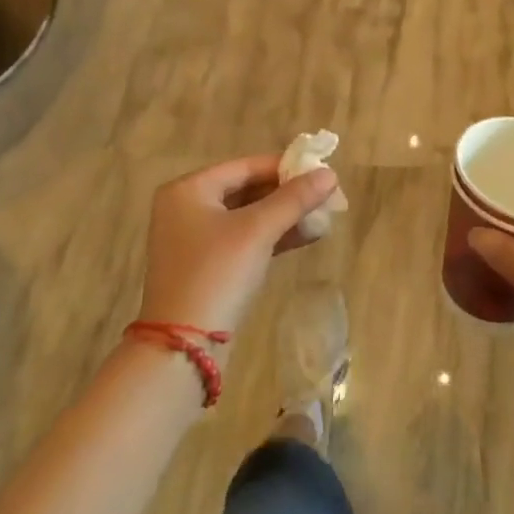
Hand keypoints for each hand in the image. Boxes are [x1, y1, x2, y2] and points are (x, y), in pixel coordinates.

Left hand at [137, 155, 338, 334]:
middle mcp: (187, 208)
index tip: (323, 172)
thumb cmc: (216, 273)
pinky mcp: (207, 267)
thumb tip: (330, 174)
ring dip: (286, 216)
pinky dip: (273, 236)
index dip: (286, 167)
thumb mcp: (258, 230)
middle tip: (329, 197)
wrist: (183, 347)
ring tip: (326, 216)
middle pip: (248, 190)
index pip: (246, 166)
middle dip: (289, 194)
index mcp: (189, 189)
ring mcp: (195, 240)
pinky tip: (308, 236)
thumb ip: (294, 199)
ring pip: (249, 216)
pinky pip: (245, 239)